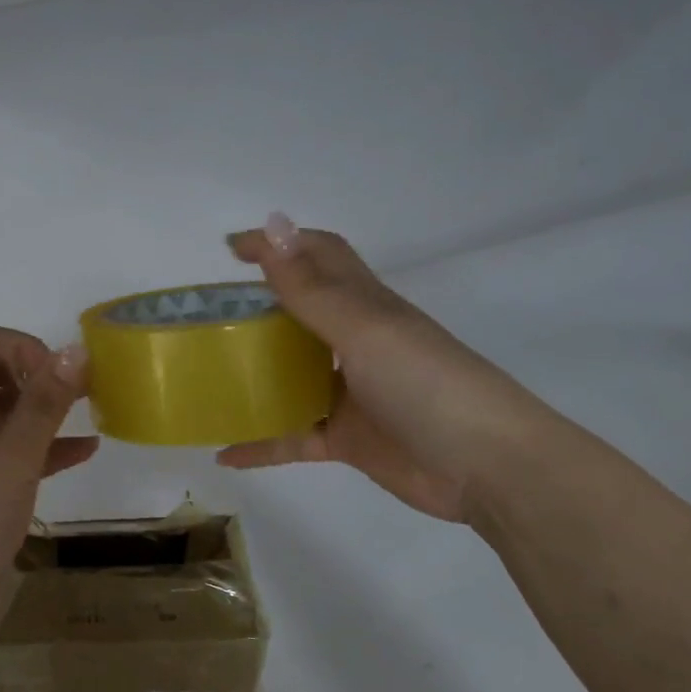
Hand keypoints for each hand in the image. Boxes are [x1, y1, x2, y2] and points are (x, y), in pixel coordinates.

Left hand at [0, 326, 98, 635]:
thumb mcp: (12, 459)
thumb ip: (44, 403)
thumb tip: (74, 350)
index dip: (25, 349)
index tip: (59, 381)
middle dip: (40, 378)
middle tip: (84, 395)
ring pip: (3, 413)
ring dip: (44, 411)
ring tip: (90, 416)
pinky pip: (7, 449)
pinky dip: (40, 446)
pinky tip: (83, 451)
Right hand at [218, 213, 554, 523]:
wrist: (484, 467)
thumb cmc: (426, 384)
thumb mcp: (364, 330)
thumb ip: (311, 288)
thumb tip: (273, 225)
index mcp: (364, 306)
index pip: (319, 257)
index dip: (279, 244)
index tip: (230, 250)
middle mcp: (354, 343)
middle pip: (298, 314)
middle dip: (254, 308)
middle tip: (206, 318)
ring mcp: (348, 393)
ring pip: (289, 377)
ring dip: (252, 375)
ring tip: (207, 377)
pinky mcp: (344, 438)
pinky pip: (290, 437)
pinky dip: (258, 444)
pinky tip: (224, 452)